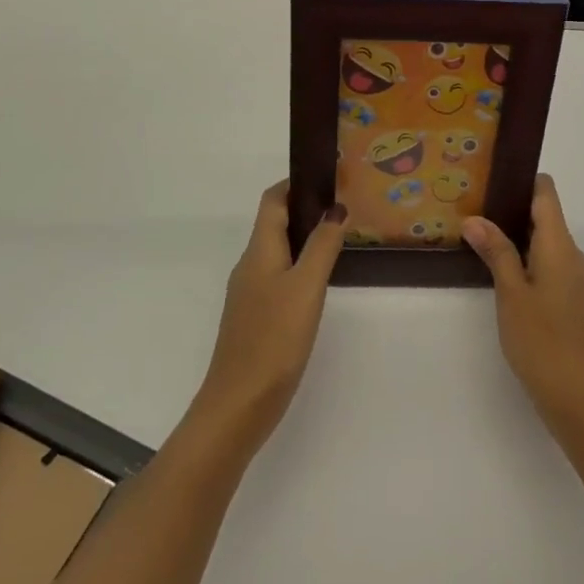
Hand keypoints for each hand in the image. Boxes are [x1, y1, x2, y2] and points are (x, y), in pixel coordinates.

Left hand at [188, 183, 346, 458]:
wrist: (238, 405)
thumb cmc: (274, 339)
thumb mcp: (306, 288)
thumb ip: (323, 246)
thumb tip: (336, 208)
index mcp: (259, 251)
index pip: (272, 201)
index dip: (295, 184)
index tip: (327, 178)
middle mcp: (250, 266)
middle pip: (275, 224)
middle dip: (306, 211)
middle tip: (345, 210)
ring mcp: (250, 294)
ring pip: (279, 253)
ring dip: (305, 240)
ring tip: (340, 241)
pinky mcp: (256, 319)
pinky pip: (279, 278)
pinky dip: (300, 268)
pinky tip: (320, 284)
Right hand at [461, 175, 583, 440]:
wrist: (577, 397)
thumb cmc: (542, 340)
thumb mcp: (511, 293)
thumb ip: (496, 251)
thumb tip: (474, 218)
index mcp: (560, 245)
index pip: (546, 193)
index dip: (521, 179)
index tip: (489, 175)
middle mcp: (571, 254)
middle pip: (544, 214)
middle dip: (509, 206)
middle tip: (469, 203)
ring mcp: (572, 277)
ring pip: (543, 240)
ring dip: (513, 233)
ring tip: (475, 231)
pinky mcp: (569, 297)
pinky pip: (545, 261)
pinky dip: (522, 256)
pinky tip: (495, 266)